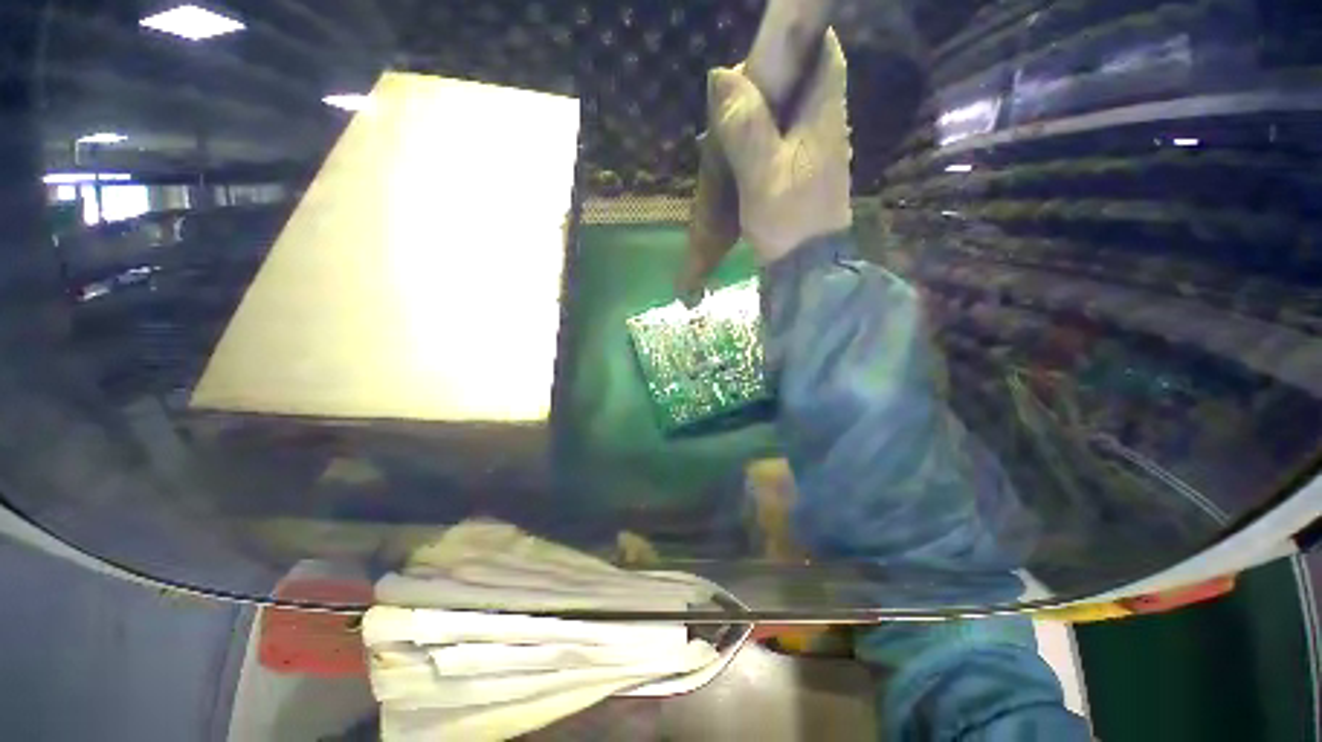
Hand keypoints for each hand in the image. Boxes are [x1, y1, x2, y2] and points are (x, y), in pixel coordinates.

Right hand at [707, 29, 852, 264]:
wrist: (806, 268)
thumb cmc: (788, 221)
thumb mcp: (763, 175)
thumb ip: (745, 127)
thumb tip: (722, 76)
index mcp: (824, 115)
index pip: (822, 53)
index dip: (796, 41)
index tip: (761, 52)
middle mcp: (826, 125)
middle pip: (802, 80)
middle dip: (769, 79)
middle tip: (734, 96)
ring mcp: (817, 151)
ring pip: (790, 112)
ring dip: (761, 111)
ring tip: (728, 125)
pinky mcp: (804, 173)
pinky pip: (783, 140)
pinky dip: (762, 137)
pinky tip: (741, 153)